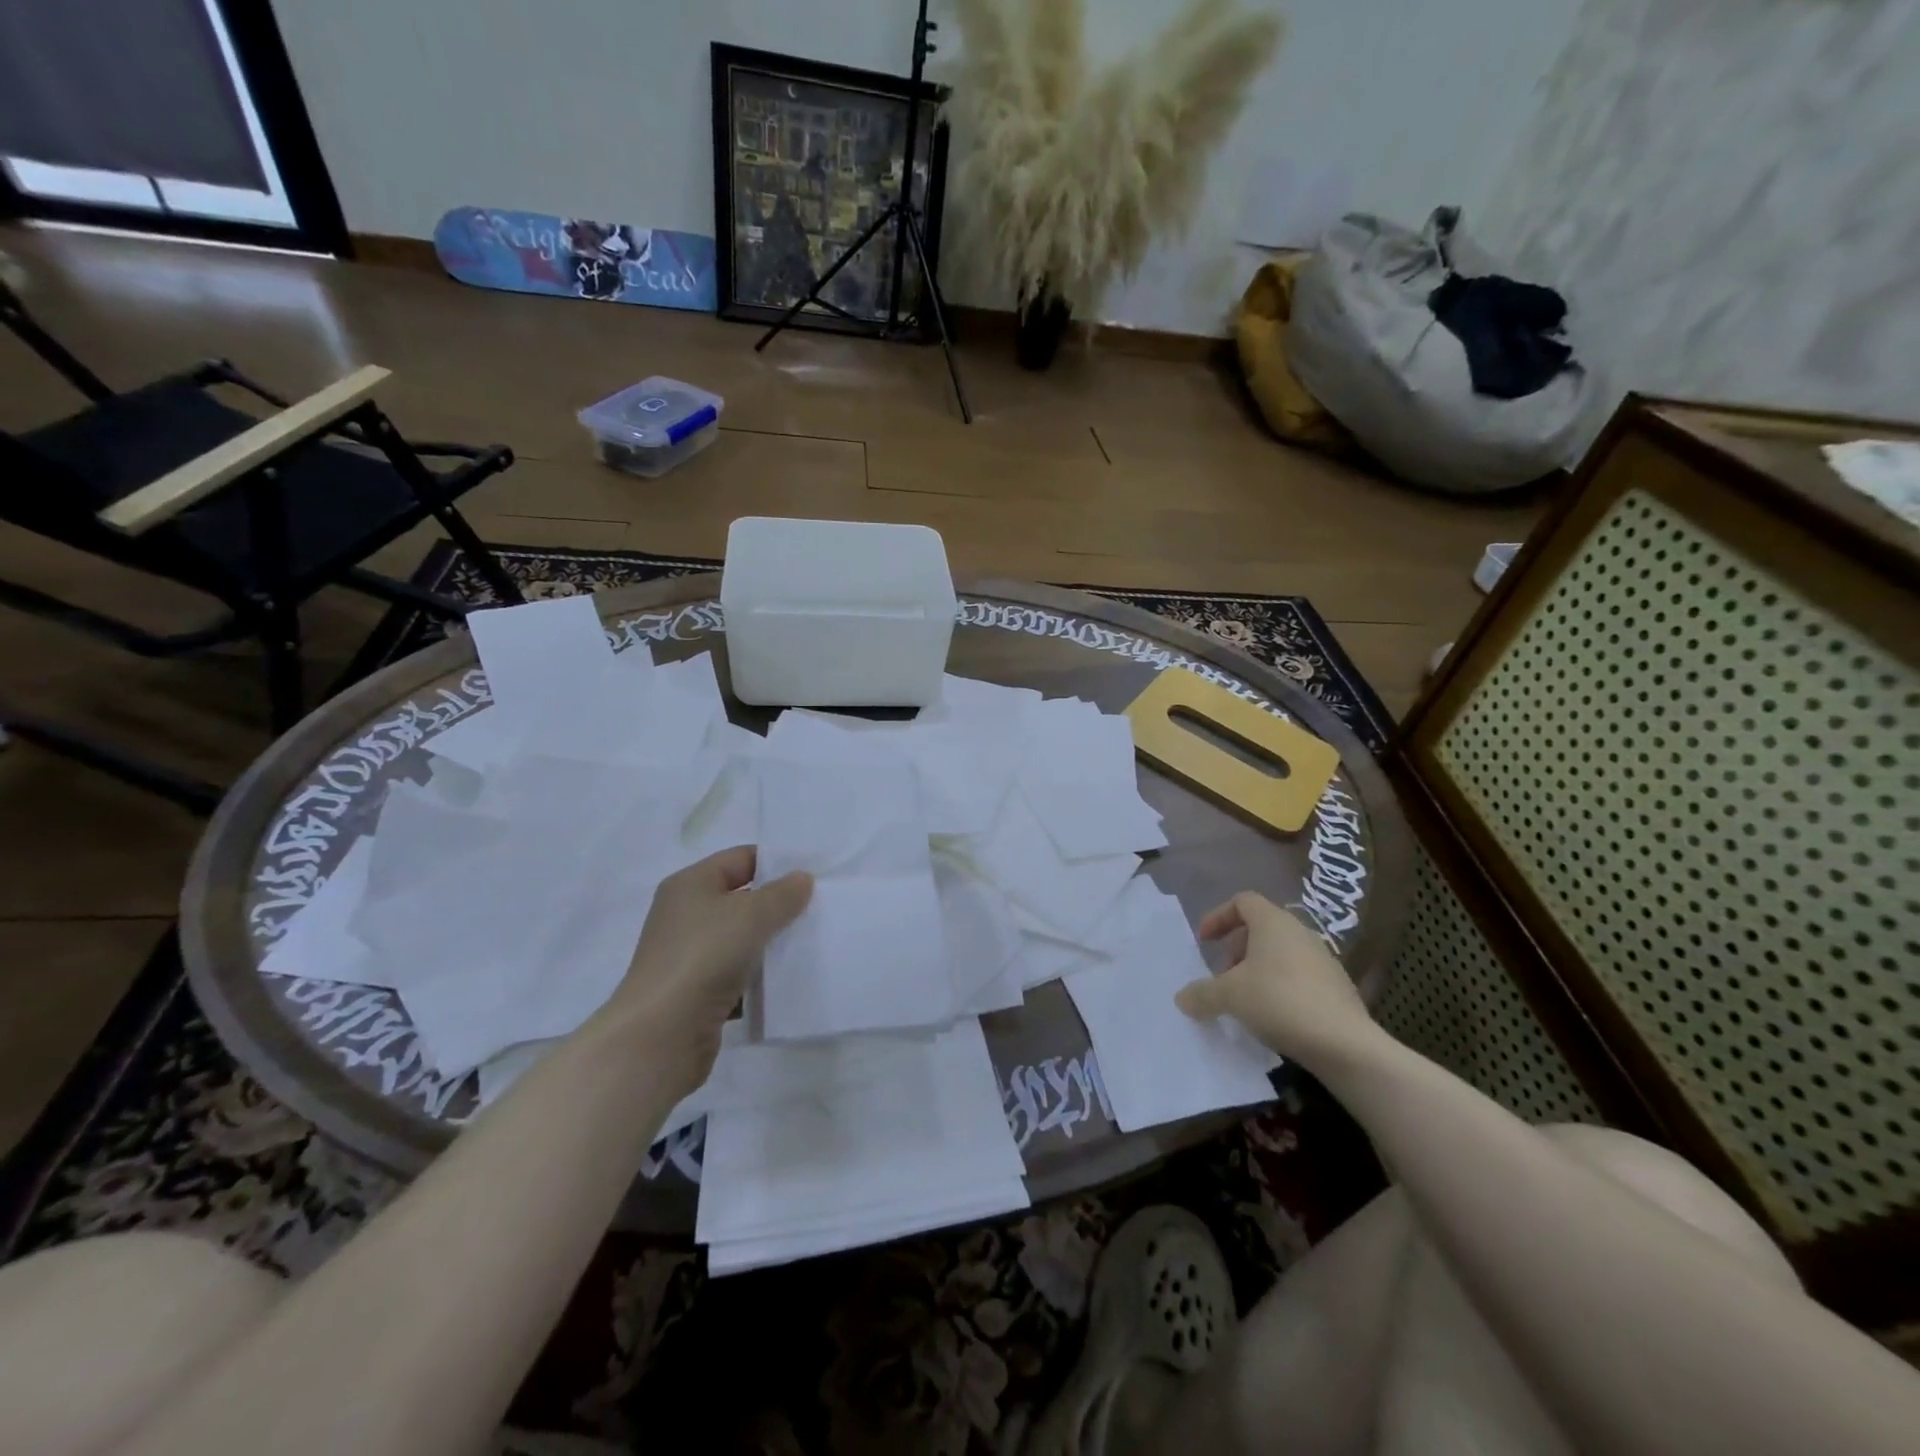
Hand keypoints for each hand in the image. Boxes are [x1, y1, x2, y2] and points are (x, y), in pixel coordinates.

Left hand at [600, 847, 811, 1088]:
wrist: (661, 1036)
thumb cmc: (703, 957)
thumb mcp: (751, 915)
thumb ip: (782, 894)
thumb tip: (802, 879)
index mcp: (690, 884)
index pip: (741, 859)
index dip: (776, 863)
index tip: (814, 874)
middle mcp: (686, 915)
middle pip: (743, 899)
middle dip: (779, 905)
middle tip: (821, 908)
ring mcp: (691, 956)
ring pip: (743, 939)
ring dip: (772, 943)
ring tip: (813, 942)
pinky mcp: (698, 992)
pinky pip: (739, 974)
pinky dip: (761, 976)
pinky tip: (790, 978)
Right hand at [1173, 891, 1375, 1066]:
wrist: (1345, 1043)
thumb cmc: (1279, 1001)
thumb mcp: (1229, 996)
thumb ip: (1201, 993)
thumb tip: (1182, 998)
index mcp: (1273, 922)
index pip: (1242, 901)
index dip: (1218, 917)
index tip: (1204, 942)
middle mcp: (1300, 932)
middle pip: (1261, 928)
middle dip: (1236, 949)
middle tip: (1224, 976)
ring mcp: (1323, 959)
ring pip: (1281, 953)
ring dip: (1257, 970)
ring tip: (1245, 1000)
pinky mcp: (1337, 987)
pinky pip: (1299, 976)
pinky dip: (1280, 987)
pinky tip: (1273, 1017)